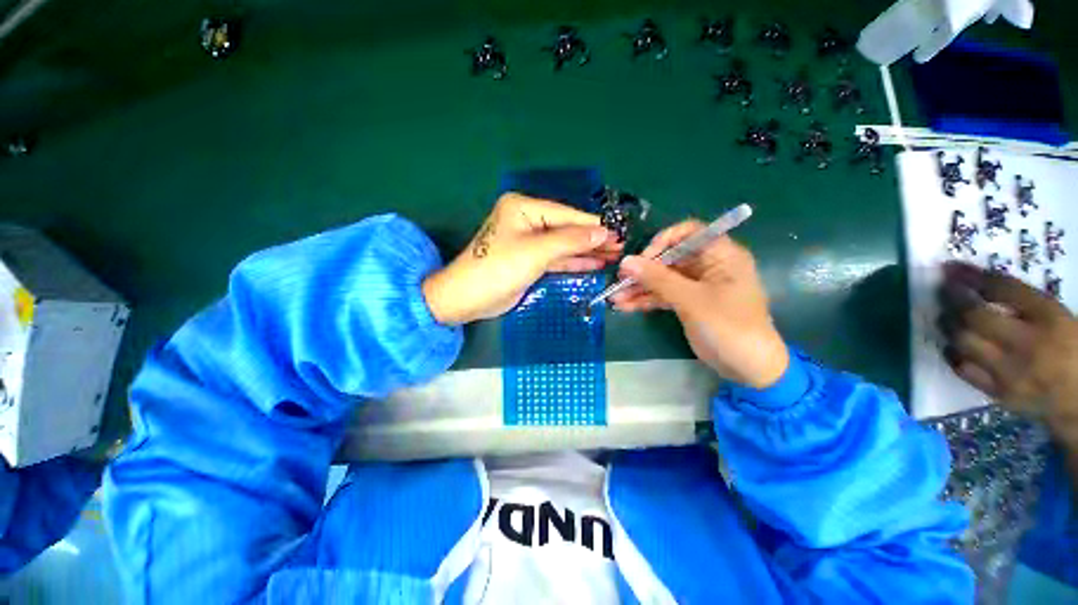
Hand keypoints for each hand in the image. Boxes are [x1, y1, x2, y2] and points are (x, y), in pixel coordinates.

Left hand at [422, 193, 621, 324]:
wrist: (468, 299)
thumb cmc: (499, 268)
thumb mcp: (536, 251)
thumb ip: (570, 240)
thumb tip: (602, 231)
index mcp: (524, 208)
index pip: (566, 215)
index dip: (593, 225)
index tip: (618, 232)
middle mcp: (527, 221)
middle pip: (566, 229)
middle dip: (592, 239)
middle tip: (620, 247)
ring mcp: (529, 243)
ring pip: (564, 245)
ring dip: (587, 251)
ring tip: (614, 256)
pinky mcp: (530, 261)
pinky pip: (556, 259)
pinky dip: (574, 262)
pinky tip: (595, 264)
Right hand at [610, 220, 788, 388]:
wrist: (748, 368)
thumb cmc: (728, 327)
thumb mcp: (692, 300)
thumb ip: (658, 279)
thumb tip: (626, 261)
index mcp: (721, 255)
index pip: (689, 233)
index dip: (663, 241)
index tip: (643, 259)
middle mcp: (708, 266)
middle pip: (670, 258)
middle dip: (643, 270)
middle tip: (619, 280)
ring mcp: (696, 286)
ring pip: (663, 279)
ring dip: (640, 287)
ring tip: (615, 298)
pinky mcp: (688, 303)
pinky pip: (663, 295)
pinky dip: (646, 300)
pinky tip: (625, 306)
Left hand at [939, 262, 1077, 439]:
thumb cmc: (1072, 349)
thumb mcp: (1058, 317)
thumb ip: (1025, 303)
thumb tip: (979, 284)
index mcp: (1051, 319)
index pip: (1004, 290)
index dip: (972, 277)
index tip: (951, 268)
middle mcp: (1028, 344)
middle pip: (975, 316)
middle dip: (952, 299)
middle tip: (942, 289)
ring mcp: (1011, 372)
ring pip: (963, 341)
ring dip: (948, 325)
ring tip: (945, 315)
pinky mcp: (999, 393)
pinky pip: (964, 369)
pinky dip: (952, 353)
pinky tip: (952, 344)